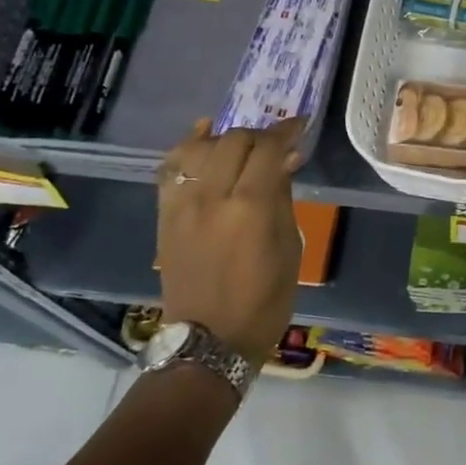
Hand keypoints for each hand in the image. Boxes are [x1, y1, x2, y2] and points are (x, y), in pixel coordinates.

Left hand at [156, 118, 305, 359]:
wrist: (208, 340)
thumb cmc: (264, 301)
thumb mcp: (289, 249)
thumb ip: (284, 198)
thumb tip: (286, 160)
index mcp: (251, 207)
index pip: (268, 149)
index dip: (286, 131)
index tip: (300, 125)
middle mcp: (212, 196)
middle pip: (234, 140)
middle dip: (260, 135)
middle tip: (276, 144)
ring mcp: (183, 204)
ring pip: (201, 146)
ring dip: (226, 138)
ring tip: (243, 145)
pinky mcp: (165, 214)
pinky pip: (172, 166)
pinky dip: (188, 146)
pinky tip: (203, 135)